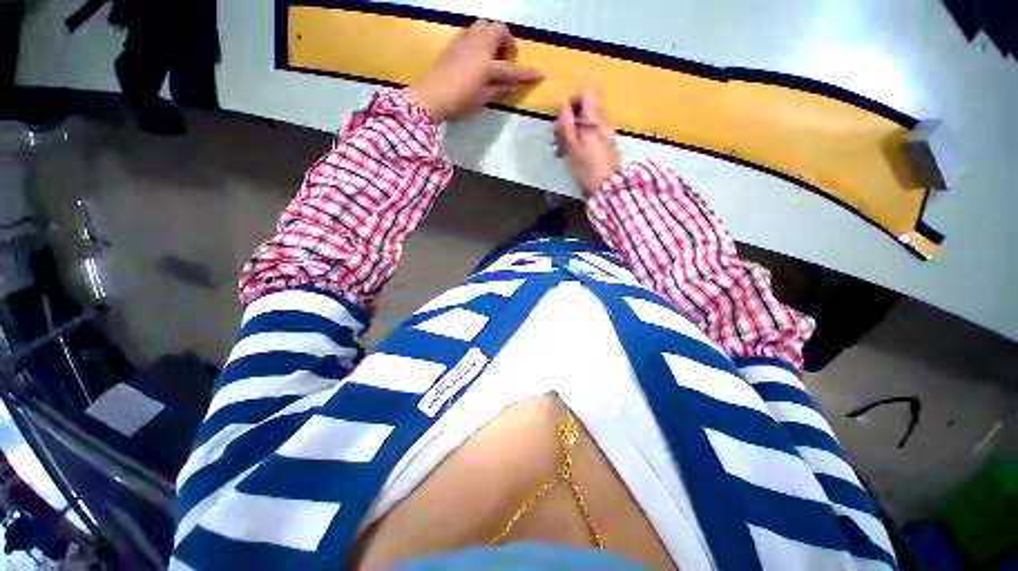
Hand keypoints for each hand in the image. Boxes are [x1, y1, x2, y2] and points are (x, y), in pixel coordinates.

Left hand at [408, 21, 542, 122]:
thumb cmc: (459, 101)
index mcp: (487, 65)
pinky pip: (473, 32)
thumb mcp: (483, 99)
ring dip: (494, 37)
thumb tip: (511, 84)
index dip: (527, 74)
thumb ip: (499, 89)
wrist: (431, 96)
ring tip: (493, 56)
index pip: (512, 69)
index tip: (540, 76)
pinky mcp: (455, 42)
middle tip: (507, 59)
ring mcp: (465, 41)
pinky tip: (478, 56)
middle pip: (499, 31)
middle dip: (508, 42)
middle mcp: (478, 46)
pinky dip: (481, 40)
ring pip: (485, 26)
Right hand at [555, 87, 619, 196]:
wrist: (608, 185)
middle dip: (570, 119)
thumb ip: (566, 125)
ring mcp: (606, 132)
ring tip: (565, 148)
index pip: (587, 92)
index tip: (564, 117)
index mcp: (594, 119)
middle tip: (560, 137)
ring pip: (587, 121)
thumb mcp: (572, 147)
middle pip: (586, 108)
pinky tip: (575, 153)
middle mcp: (603, 121)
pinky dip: (581, 138)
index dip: (573, 100)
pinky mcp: (606, 143)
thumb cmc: (587, 168)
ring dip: (574, 130)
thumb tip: (562, 106)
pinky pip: (592, 132)